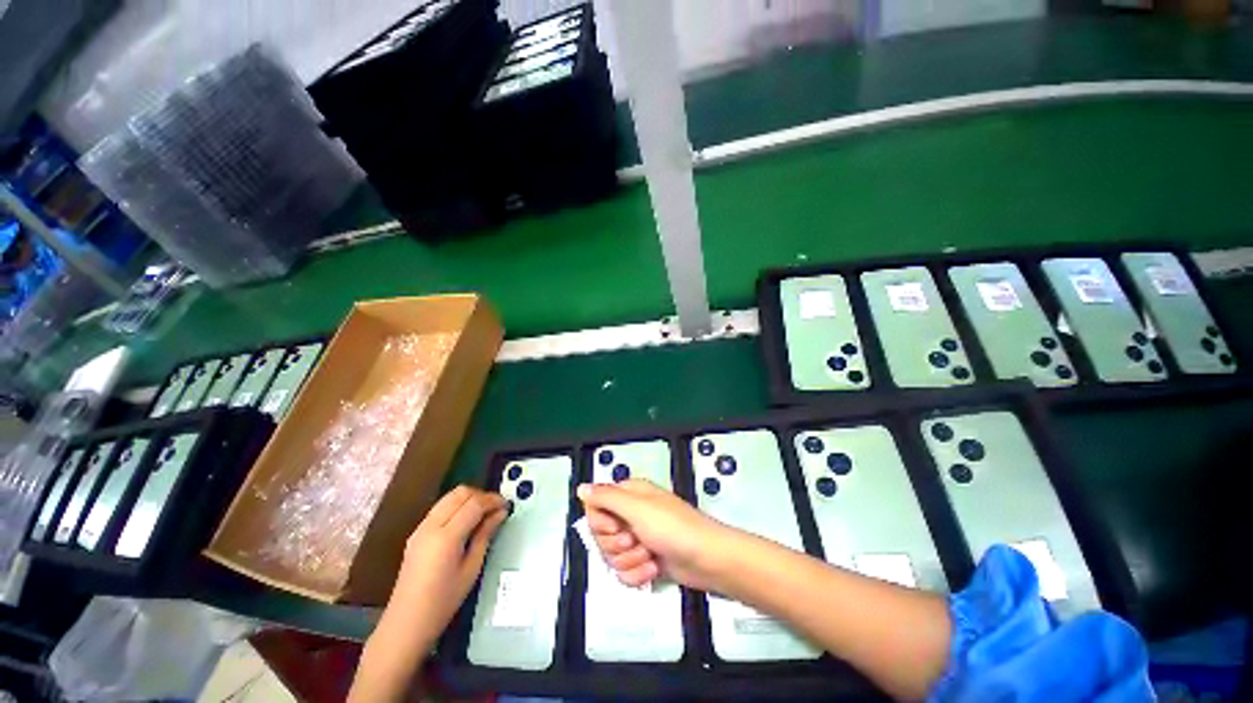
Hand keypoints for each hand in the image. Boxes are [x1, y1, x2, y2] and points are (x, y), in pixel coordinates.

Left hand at [389, 486, 507, 643]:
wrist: (406, 623)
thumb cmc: (443, 602)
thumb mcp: (471, 569)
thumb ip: (485, 535)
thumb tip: (500, 513)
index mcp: (446, 537)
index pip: (474, 504)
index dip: (493, 500)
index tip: (507, 505)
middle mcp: (431, 526)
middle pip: (460, 493)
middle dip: (481, 495)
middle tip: (496, 508)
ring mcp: (420, 528)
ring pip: (449, 497)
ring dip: (469, 498)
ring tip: (484, 512)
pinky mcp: (416, 533)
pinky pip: (440, 507)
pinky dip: (457, 506)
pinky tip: (466, 521)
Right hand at [578, 479, 734, 590]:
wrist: (706, 559)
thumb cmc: (673, 528)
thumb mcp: (638, 508)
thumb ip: (606, 498)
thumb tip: (582, 488)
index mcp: (629, 495)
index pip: (595, 506)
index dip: (601, 521)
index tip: (616, 526)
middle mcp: (631, 514)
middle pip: (601, 534)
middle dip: (617, 544)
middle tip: (636, 539)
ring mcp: (638, 538)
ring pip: (612, 556)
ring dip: (630, 560)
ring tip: (650, 554)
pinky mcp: (644, 560)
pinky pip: (624, 572)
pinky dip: (638, 574)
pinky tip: (653, 568)